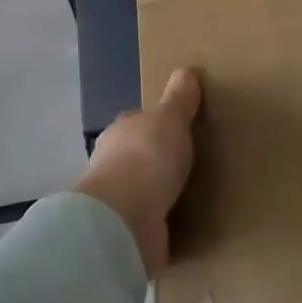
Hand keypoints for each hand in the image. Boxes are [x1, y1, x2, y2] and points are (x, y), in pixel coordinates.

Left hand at [74, 68, 201, 276]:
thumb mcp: (171, 119)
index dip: (156, 125)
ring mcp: (117, 200)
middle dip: (157, 161)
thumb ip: (178, 99)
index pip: (138, 123)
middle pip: (137, 156)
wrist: (125, 219)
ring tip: (189, 197)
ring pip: (141, 191)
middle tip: (189, 165)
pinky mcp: (125, 231)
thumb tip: (185, 71)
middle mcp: (112, 163)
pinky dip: (160, 222)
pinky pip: (148, 222)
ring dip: (158, 194)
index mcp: (121, 132)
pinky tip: (179, 226)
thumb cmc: (148, 158)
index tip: (179, 131)